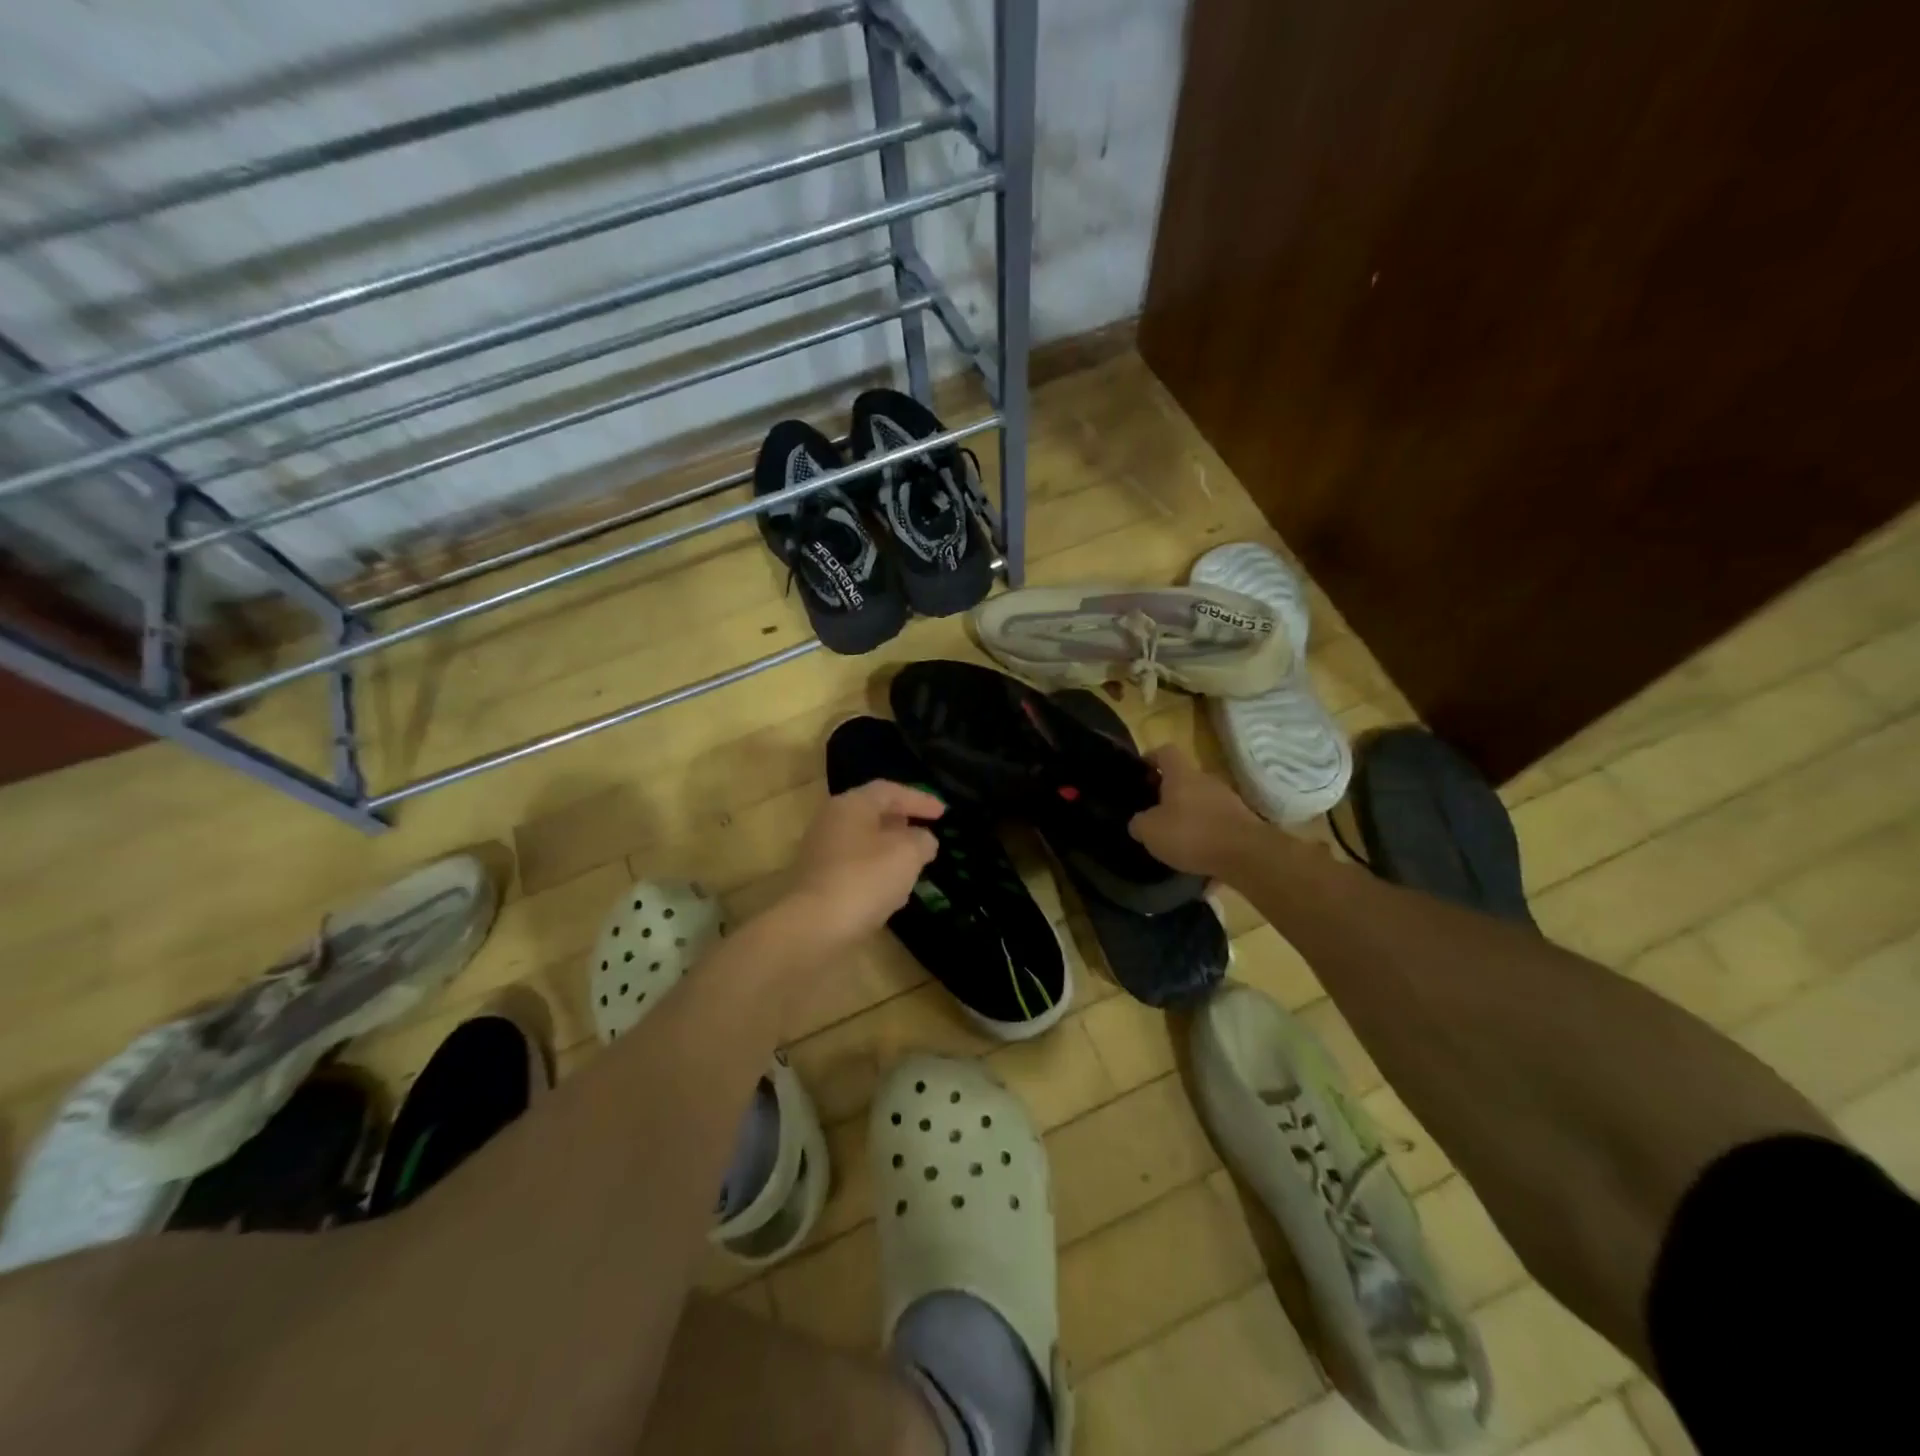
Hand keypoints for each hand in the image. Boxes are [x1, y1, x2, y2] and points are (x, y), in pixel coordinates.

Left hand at [781, 780, 943, 952]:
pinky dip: (876, 872)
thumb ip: (922, 840)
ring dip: (890, 850)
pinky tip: (892, 891)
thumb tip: (923, 840)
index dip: (919, 799)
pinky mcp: (818, 882)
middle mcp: (830, 822)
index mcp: (851, 805)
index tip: (944, 813)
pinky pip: (854, 867)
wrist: (813, 928)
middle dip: (902, 823)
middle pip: (872, 814)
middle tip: (926, 833)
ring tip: (914, 863)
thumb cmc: (864, 879)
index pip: (889, 791)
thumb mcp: (907, 854)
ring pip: (863, 842)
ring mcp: (820, 852)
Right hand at [1128, 747, 1265, 878]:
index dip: (1151, 757)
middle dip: (1169, 793)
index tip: (1141, 771)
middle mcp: (1206, 780)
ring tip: (1176, 838)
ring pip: (1201, 801)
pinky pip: (1216, 822)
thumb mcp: (1150, 831)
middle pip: (1184, 778)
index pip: (1165, 752)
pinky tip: (1198, 854)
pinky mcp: (1242, 821)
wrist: (1246, 855)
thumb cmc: (1191, 834)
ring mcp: (1228, 800)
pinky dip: (1206, 833)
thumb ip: (1139, 823)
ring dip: (1189, 814)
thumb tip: (1139, 822)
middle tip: (1155, 812)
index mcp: (1181, 775)